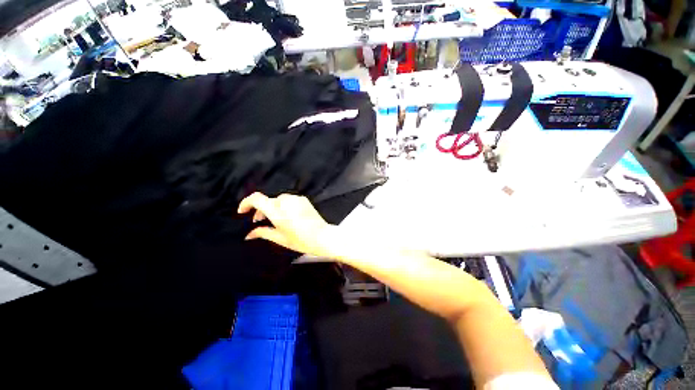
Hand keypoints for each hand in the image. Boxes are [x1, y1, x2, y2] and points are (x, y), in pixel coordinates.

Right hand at [238, 192, 335, 257]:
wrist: (322, 236)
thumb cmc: (300, 240)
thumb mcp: (280, 238)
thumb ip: (262, 233)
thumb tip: (248, 234)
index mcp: (278, 212)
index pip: (257, 199)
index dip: (246, 203)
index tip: (242, 212)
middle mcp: (286, 201)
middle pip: (268, 200)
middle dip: (260, 209)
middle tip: (259, 220)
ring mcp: (296, 199)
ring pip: (278, 200)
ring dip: (272, 207)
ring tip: (274, 219)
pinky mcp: (303, 199)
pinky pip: (289, 200)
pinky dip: (283, 205)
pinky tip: (287, 215)